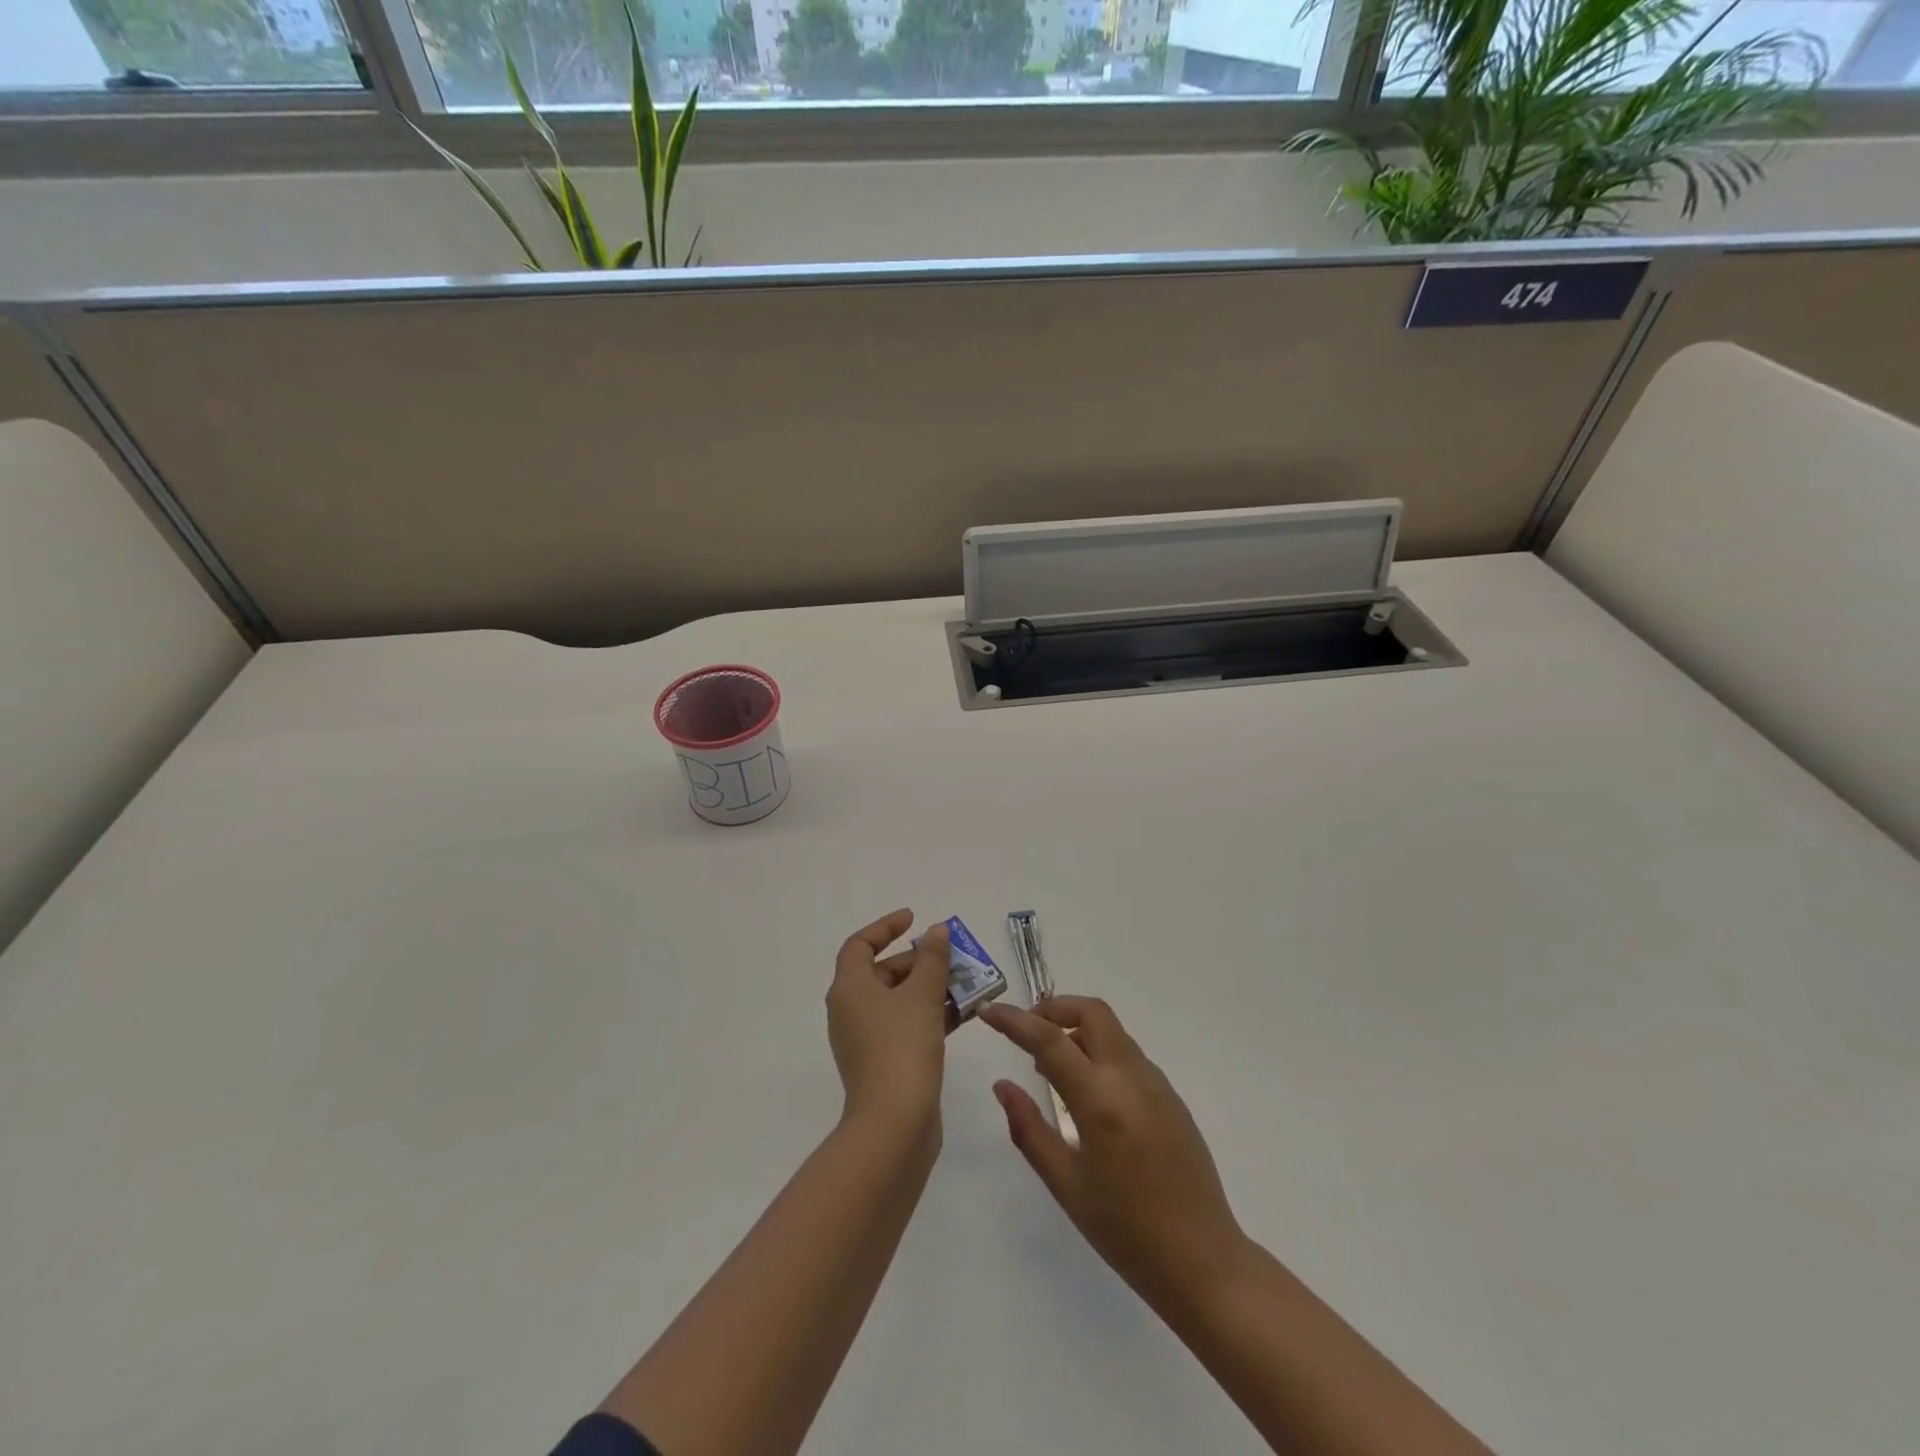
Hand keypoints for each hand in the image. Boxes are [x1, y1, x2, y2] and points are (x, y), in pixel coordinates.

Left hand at [826, 910, 952, 1136]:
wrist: (894, 1126)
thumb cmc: (903, 1047)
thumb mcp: (923, 995)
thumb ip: (933, 959)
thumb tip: (936, 932)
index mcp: (850, 989)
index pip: (860, 945)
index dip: (885, 927)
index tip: (915, 919)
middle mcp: (850, 1010)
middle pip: (882, 972)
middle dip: (919, 961)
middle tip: (953, 958)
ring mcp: (865, 1040)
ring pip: (898, 1001)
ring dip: (930, 989)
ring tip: (966, 984)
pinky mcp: (882, 1063)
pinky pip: (905, 1025)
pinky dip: (929, 1015)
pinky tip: (962, 1015)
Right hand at [980, 996, 1250, 1313]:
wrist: (1203, 1261)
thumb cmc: (1126, 1231)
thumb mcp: (1066, 1185)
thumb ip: (1029, 1129)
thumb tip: (1003, 1086)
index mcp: (1101, 1100)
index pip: (1049, 1039)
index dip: (1013, 1020)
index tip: (987, 1011)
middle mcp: (1132, 1077)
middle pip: (1092, 1012)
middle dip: (1053, 1009)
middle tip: (1025, 1032)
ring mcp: (1157, 1083)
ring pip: (1112, 1031)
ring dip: (1076, 1030)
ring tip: (1049, 1067)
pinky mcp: (1171, 1096)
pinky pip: (1127, 1055)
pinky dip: (1098, 1052)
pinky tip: (1086, 1092)